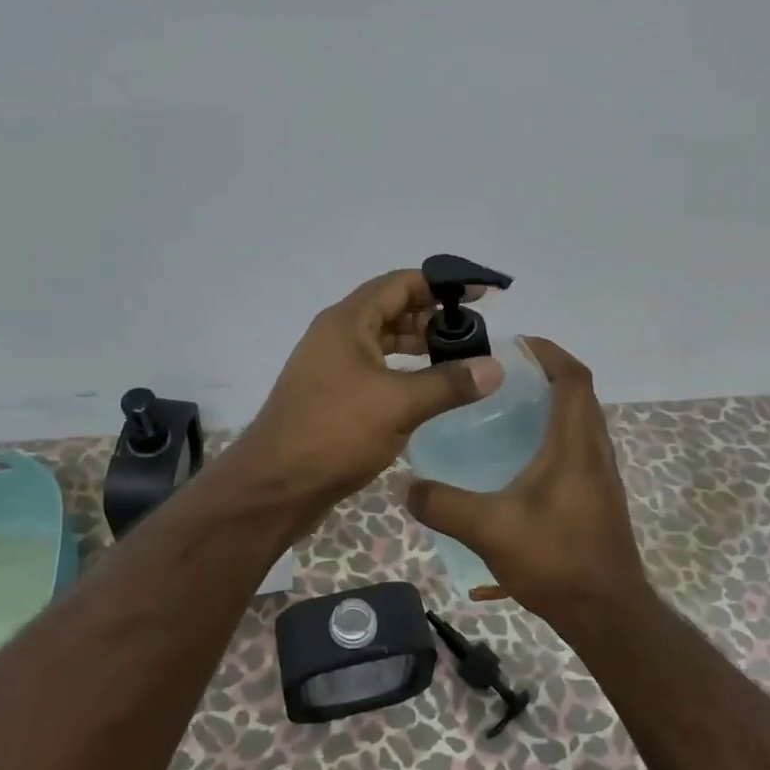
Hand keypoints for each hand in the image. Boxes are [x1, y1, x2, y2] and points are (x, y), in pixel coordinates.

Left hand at [234, 269, 503, 518]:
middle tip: (473, 333)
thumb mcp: (399, 404)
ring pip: (382, 342)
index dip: (441, 284)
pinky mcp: (332, 395)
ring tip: (458, 359)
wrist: (276, 486)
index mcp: (347, 322)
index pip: (400, 283)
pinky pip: (374, 369)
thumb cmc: (335, 432)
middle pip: (390, 309)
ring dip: (418, 345)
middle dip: (432, 316)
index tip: (479, 294)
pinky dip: (402, 371)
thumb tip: (494, 368)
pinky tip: (427, 389)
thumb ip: (448, 383)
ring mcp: (331, 366)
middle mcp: (336, 336)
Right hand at [404, 337, 650, 624]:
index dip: (550, 352)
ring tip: (508, 409)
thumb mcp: (489, 530)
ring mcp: (601, 475)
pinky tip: (521, 459)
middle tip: (503, 375)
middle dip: (546, 374)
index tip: (518, 343)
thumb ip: (444, 505)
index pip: (574, 378)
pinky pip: (579, 447)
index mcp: (575, 445)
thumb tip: (404, 487)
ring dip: (553, 404)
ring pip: (581, 422)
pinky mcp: (599, 497)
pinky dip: (555, 434)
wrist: (607, 614)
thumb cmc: (556, 560)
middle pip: (579, 394)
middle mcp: (594, 451)